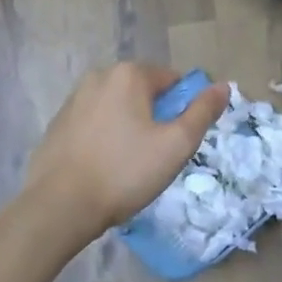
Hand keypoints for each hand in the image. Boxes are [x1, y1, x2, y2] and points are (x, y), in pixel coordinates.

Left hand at [24, 63, 228, 236]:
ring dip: (131, 127)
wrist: (59, 206)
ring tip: (130, 165)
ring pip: (118, 108)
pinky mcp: (58, 124)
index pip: (173, 81)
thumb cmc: (125, 172)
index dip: (184, 109)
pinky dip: (106, 138)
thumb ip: (203, 112)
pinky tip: (105, 167)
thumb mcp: (177, 144)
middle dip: (156, 117)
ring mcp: (74, 99)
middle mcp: (99, 76)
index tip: (179, 140)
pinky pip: (95, 123)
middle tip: (158, 156)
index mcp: (129, 74)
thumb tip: (223, 86)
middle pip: (144, 92)